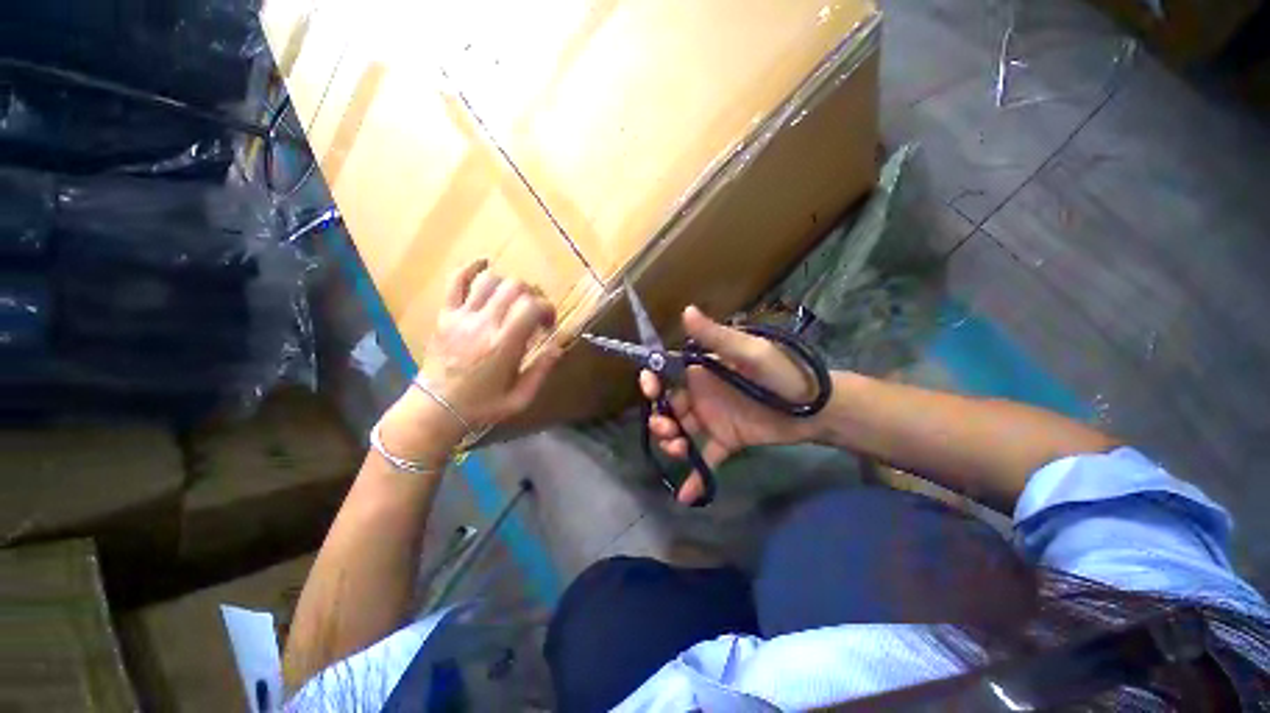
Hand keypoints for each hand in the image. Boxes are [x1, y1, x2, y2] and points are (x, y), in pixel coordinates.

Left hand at [380, 259, 560, 462]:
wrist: (435, 409)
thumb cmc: (482, 406)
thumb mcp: (520, 398)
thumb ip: (542, 370)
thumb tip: (559, 346)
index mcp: (504, 345)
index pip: (532, 307)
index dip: (548, 308)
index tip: (549, 324)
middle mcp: (484, 324)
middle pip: (515, 287)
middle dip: (533, 294)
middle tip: (534, 311)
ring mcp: (461, 316)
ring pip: (490, 280)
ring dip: (509, 285)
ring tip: (514, 300)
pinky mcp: (445, 315)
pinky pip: (455, 281)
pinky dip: (471, 267)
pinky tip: (485, 264)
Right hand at [642, 306, 819, 503]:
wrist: (817, 407)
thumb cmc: (784, 373)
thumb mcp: (750, 351)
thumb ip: (716, 337)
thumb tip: (686, 310)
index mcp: (704, 370)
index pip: (669, 373)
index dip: (654, 381)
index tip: (649, 388)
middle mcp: (703, 394)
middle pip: (671, 406)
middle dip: (661, 417)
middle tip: (665, 428)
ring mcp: (713, 419)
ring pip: (683, 431)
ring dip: (673, 442)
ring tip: (679, 449)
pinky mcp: (727, 440)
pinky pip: (707, 457)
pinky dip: (696, 474)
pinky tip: (685, 495)